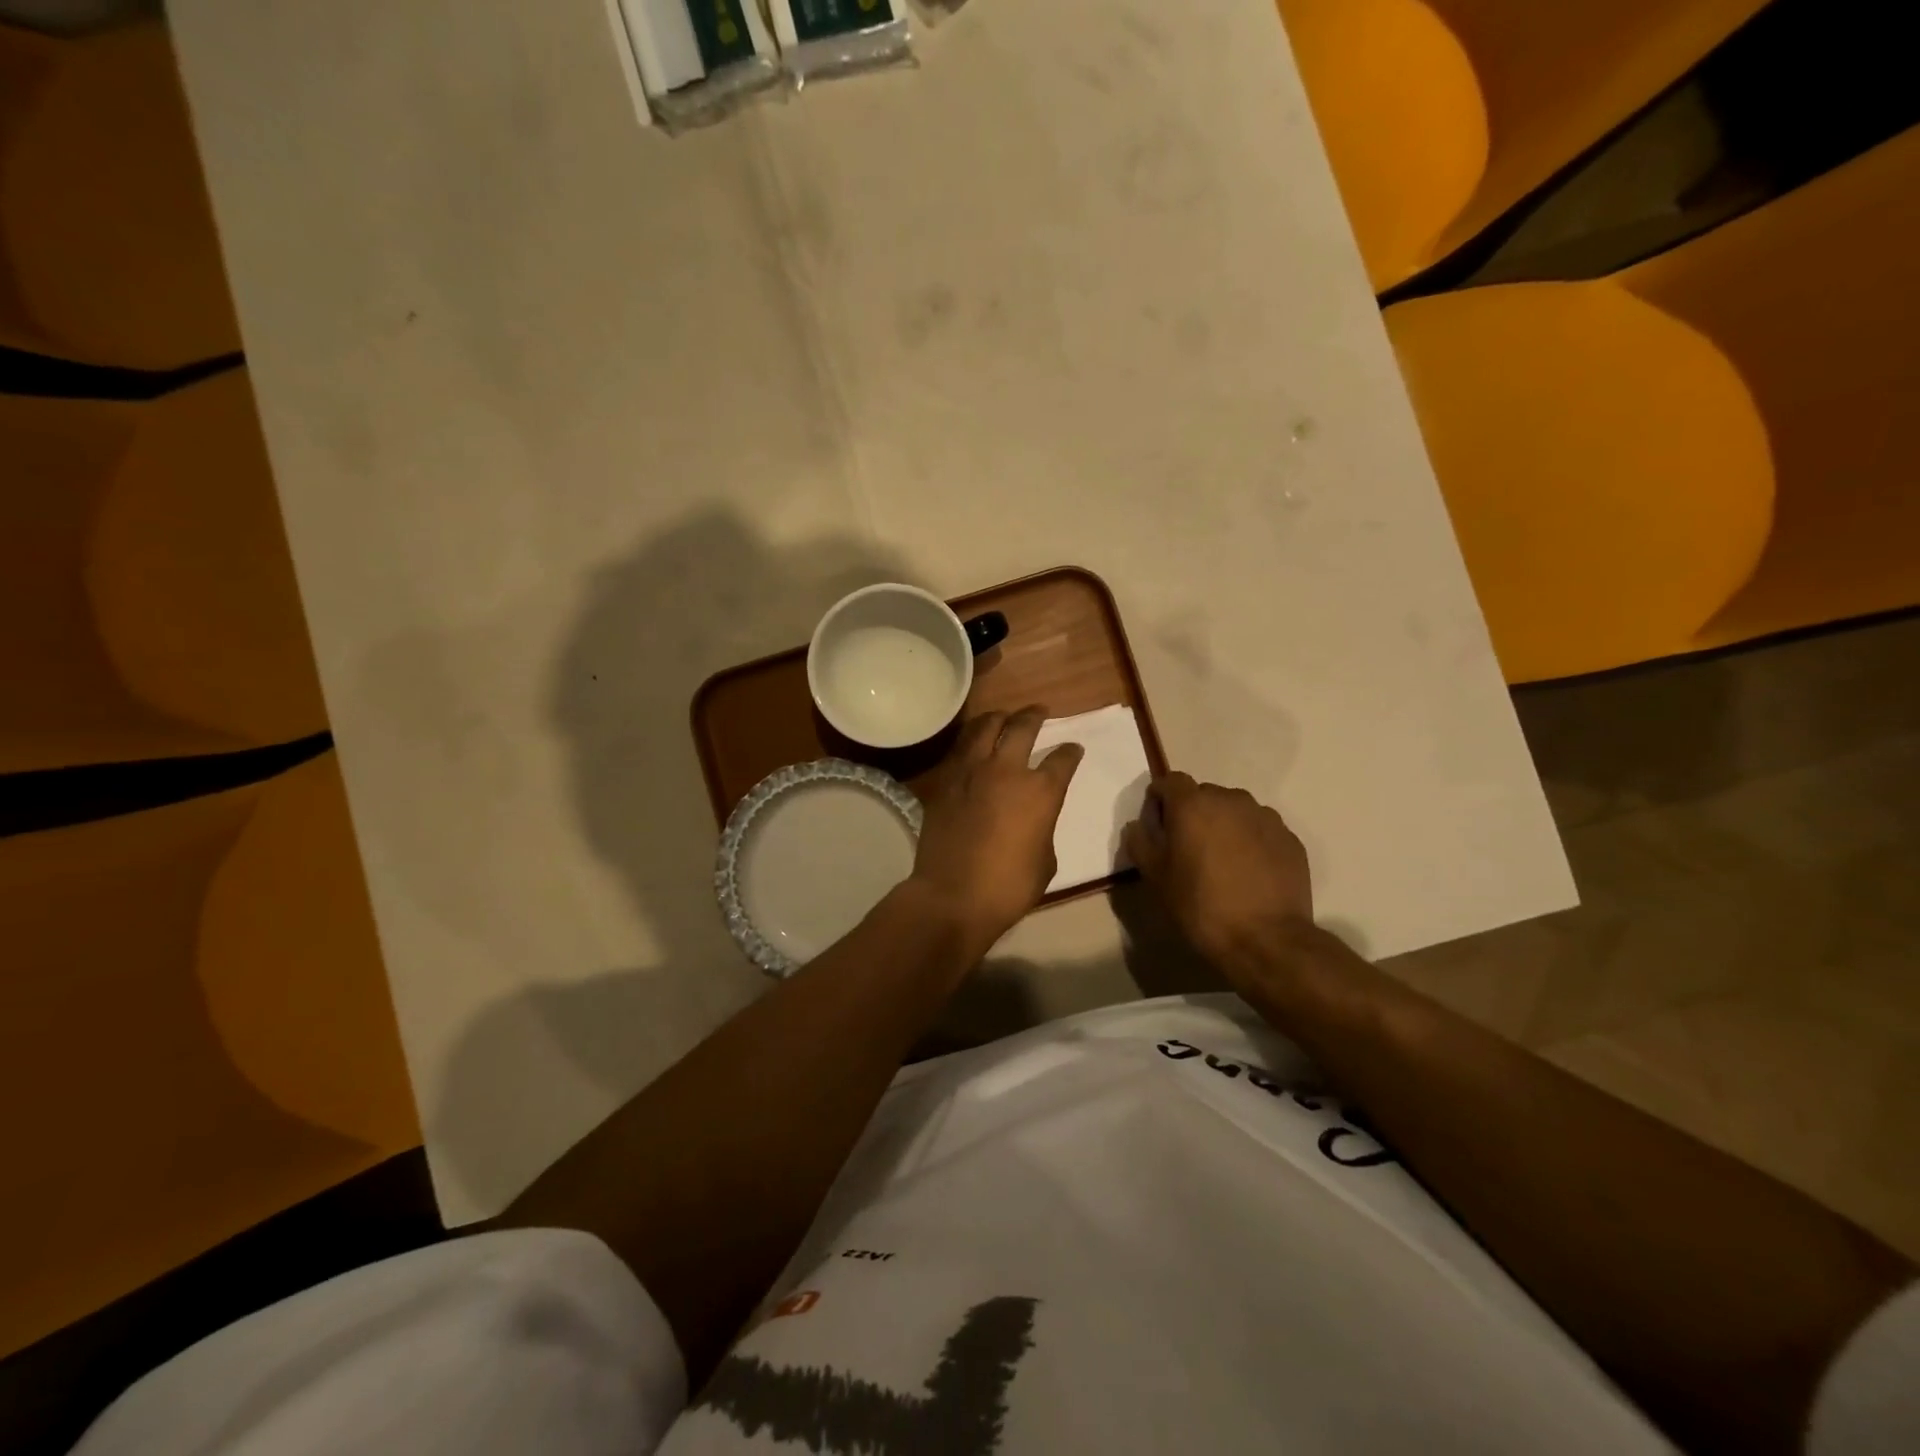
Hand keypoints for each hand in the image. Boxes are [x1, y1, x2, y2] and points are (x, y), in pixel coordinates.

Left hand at [909, 708, 1082, 952]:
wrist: (953, 895)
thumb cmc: (1009, 886)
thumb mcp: (1045, 860)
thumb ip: (1042, 828)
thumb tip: (1033, 819)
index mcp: (1040, 791)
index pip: (1062, 759)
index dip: (1071, 753)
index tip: (1073, 750)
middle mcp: (1006, 770)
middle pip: (1022, 727)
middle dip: (1035, 715)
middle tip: (1039, 711)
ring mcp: (971, 772)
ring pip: (985, 727)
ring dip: (998, 718)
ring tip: (1003, 717)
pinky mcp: (945, 782)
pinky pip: (960, 750)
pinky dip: (972, 742)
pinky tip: (974, 745)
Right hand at [1122, 773, 1312, 967]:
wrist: (1266, 939)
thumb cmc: (1200, 905)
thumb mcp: (1155, 877)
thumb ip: (1140, 842)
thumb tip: (1139, 825)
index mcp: (1193, 804)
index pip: (1170, 781)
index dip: (1159, 798)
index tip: (1157, 824)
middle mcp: (1231, 800)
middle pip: (1204, 795)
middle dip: (1193, 813)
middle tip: (1188, 848)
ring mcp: (1265, 817)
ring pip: (1235, 811)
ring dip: (1224, 826)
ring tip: (1222, 862)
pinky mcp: (1290, 838)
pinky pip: (1260, 829)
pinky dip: (1250, 841)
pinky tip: (1248, 873)